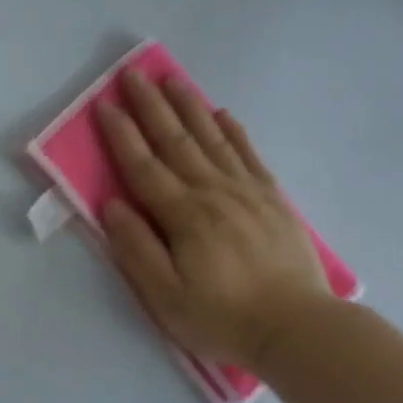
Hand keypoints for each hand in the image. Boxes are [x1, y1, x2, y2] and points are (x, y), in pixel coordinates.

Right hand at [96, 69, 330, 372]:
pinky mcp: (272, 200)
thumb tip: (112, 205)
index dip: (121, 135)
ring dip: (188, 106)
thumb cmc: (222, 318)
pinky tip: (221, 113)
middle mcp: (214, 192)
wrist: (298, 329)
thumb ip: (136, 248)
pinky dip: (232, 130)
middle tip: (133, 73)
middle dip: (151, 106)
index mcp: (184, 216)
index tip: (104, 104)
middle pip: (176, 141)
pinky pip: (248, 154)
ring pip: (212, 138)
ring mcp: (247, 192)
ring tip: (172, 78)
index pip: (143, 167)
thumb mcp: (165, 296)